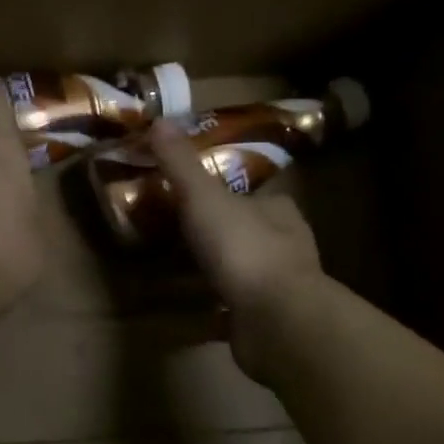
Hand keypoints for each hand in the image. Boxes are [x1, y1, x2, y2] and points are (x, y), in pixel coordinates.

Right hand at [147, 117, 325, 378]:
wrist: (276, 321)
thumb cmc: (243, 249)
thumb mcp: (204, 198)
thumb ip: (181, 164)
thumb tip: (159, 120)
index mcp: (277, 211)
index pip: (253, 195)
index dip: (225, 194)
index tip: (192, 197)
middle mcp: (284, 247)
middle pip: (245, 233)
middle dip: (215, 235)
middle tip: (172, 236)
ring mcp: (277, 288)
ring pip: (240, 273)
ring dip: (211, 274)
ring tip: (170, 273)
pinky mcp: (265, 323)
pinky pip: (231, 312)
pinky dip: (209, 312)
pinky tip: (182, 315)